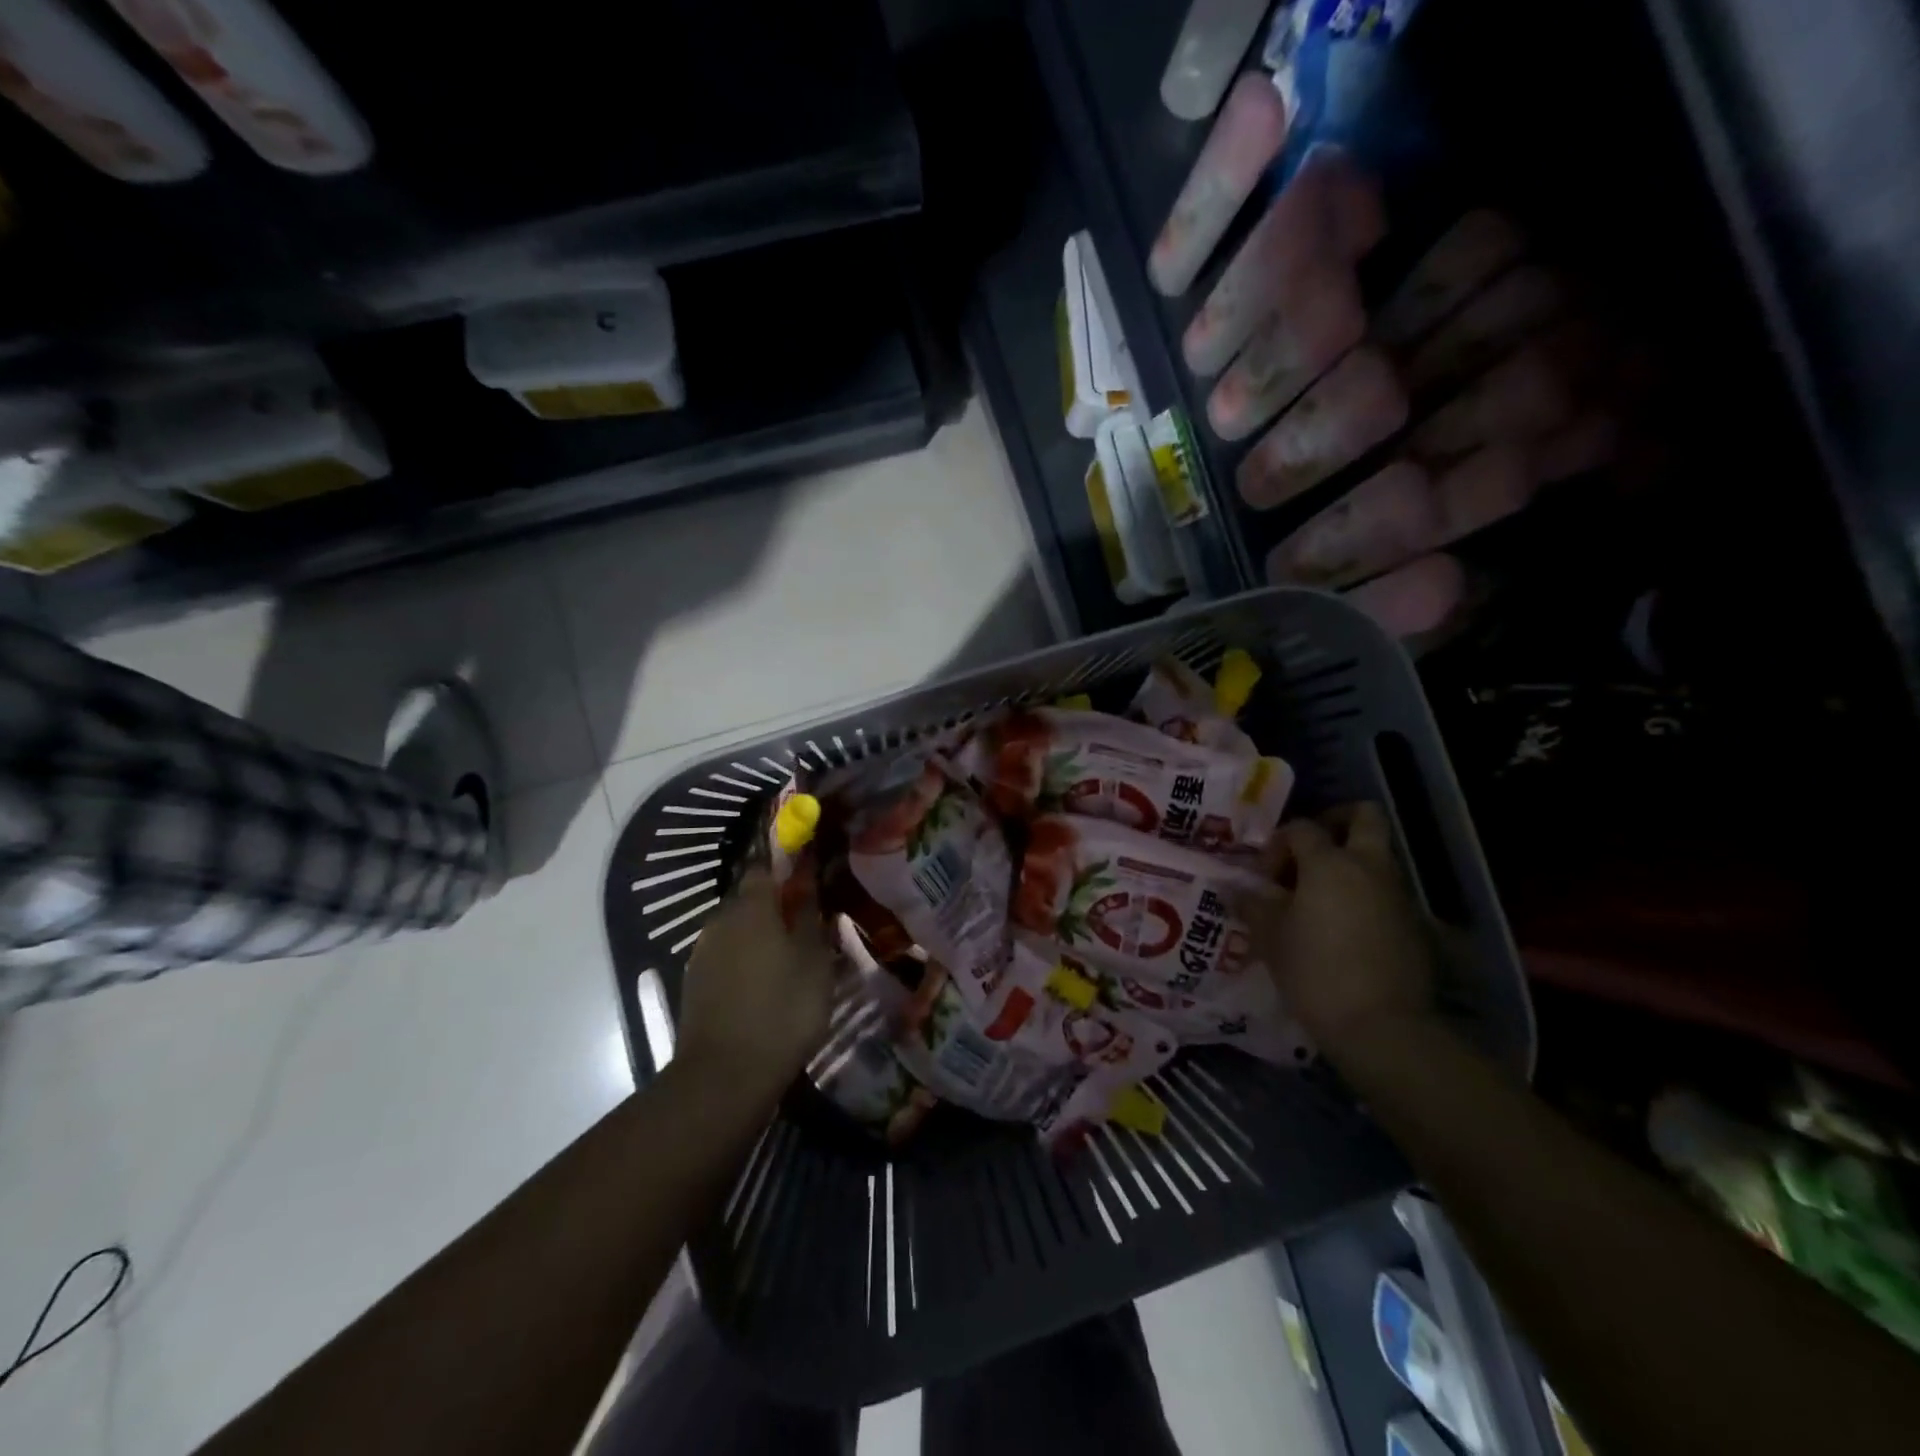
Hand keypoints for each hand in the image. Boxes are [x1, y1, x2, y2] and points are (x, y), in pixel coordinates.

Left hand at [677, 864, 835, 1102]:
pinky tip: (763, 986)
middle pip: (749, 900)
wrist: (724, 1076)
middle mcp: (720, 921)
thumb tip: (808, 887)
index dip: (787, 871)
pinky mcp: (694, 984)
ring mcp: (702, 953)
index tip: (809, 883)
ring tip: (787, 961)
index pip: (765, 868)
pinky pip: (725, 958)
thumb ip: (811, 918)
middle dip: (774, 908)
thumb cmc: (783, 1010)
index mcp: (751, 908)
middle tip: (805, 928)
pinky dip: (744, 963)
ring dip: (758, 938)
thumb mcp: (815, 962)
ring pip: (736, 931)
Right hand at [1242, 802, 1436, 1062]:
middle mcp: (1369, 867)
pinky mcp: (1414, 924)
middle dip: (1336, 822)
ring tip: (1317, 898)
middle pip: (1364, 817)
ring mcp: (1398, 894)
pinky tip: (1341, 929)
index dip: (1278, 845)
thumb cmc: (1315, 972)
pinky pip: (1385, 892)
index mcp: (1330, 863)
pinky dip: (1363, 896)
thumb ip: (1254, 905)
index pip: (1302, 828)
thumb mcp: (1271, 937)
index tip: (1265, 878)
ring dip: (1348, 864)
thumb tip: (1236, 888)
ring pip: (1376, 856)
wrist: (1382, 1027)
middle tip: (1308, 851)